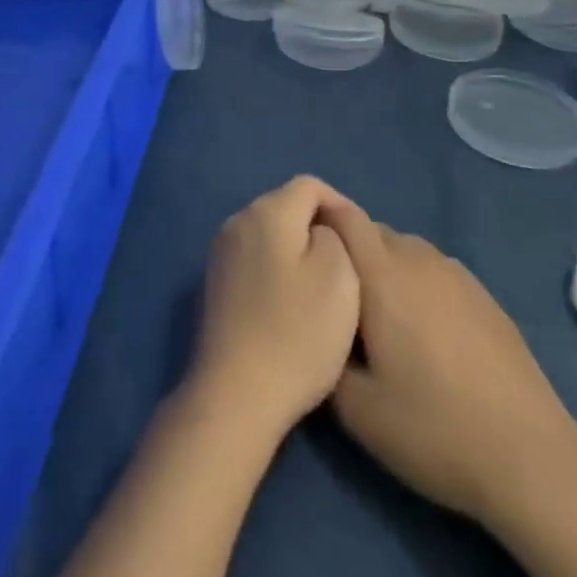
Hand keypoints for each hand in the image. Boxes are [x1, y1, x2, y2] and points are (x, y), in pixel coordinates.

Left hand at [187, 176, 361, 443]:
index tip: (361, 245)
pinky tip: (290, 306)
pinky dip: (276, 269)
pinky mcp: (215, 281)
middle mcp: (237, 220)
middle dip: (318, 227)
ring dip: (296, 250)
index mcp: (266, 212)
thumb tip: (321, 227)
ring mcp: (220, 251)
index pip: (310, 185)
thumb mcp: (338, 276)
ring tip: (322, 290)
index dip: (340, 207)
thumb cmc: (298, 332)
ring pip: (269, 233)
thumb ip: (334, 234)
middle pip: (286, 206)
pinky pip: (254, 257)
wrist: (238, 392)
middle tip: (347, 269)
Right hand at [320, 202, 576, 523]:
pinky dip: (419, 283)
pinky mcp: (487, 299)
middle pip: (373, 230)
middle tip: (336, 294)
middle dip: (349, 249)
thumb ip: (324, 357)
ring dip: (385, 265)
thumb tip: (315, 333)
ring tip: (379, 313)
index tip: (302, 247)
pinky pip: (436, 271)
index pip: (344, 217)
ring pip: (407, 249)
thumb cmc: (435, 429)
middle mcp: (420, 261)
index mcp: (383, 275)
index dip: (319, 219)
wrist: (533, 463)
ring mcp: (458, 277)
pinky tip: (425, 330)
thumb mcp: (356, 411)